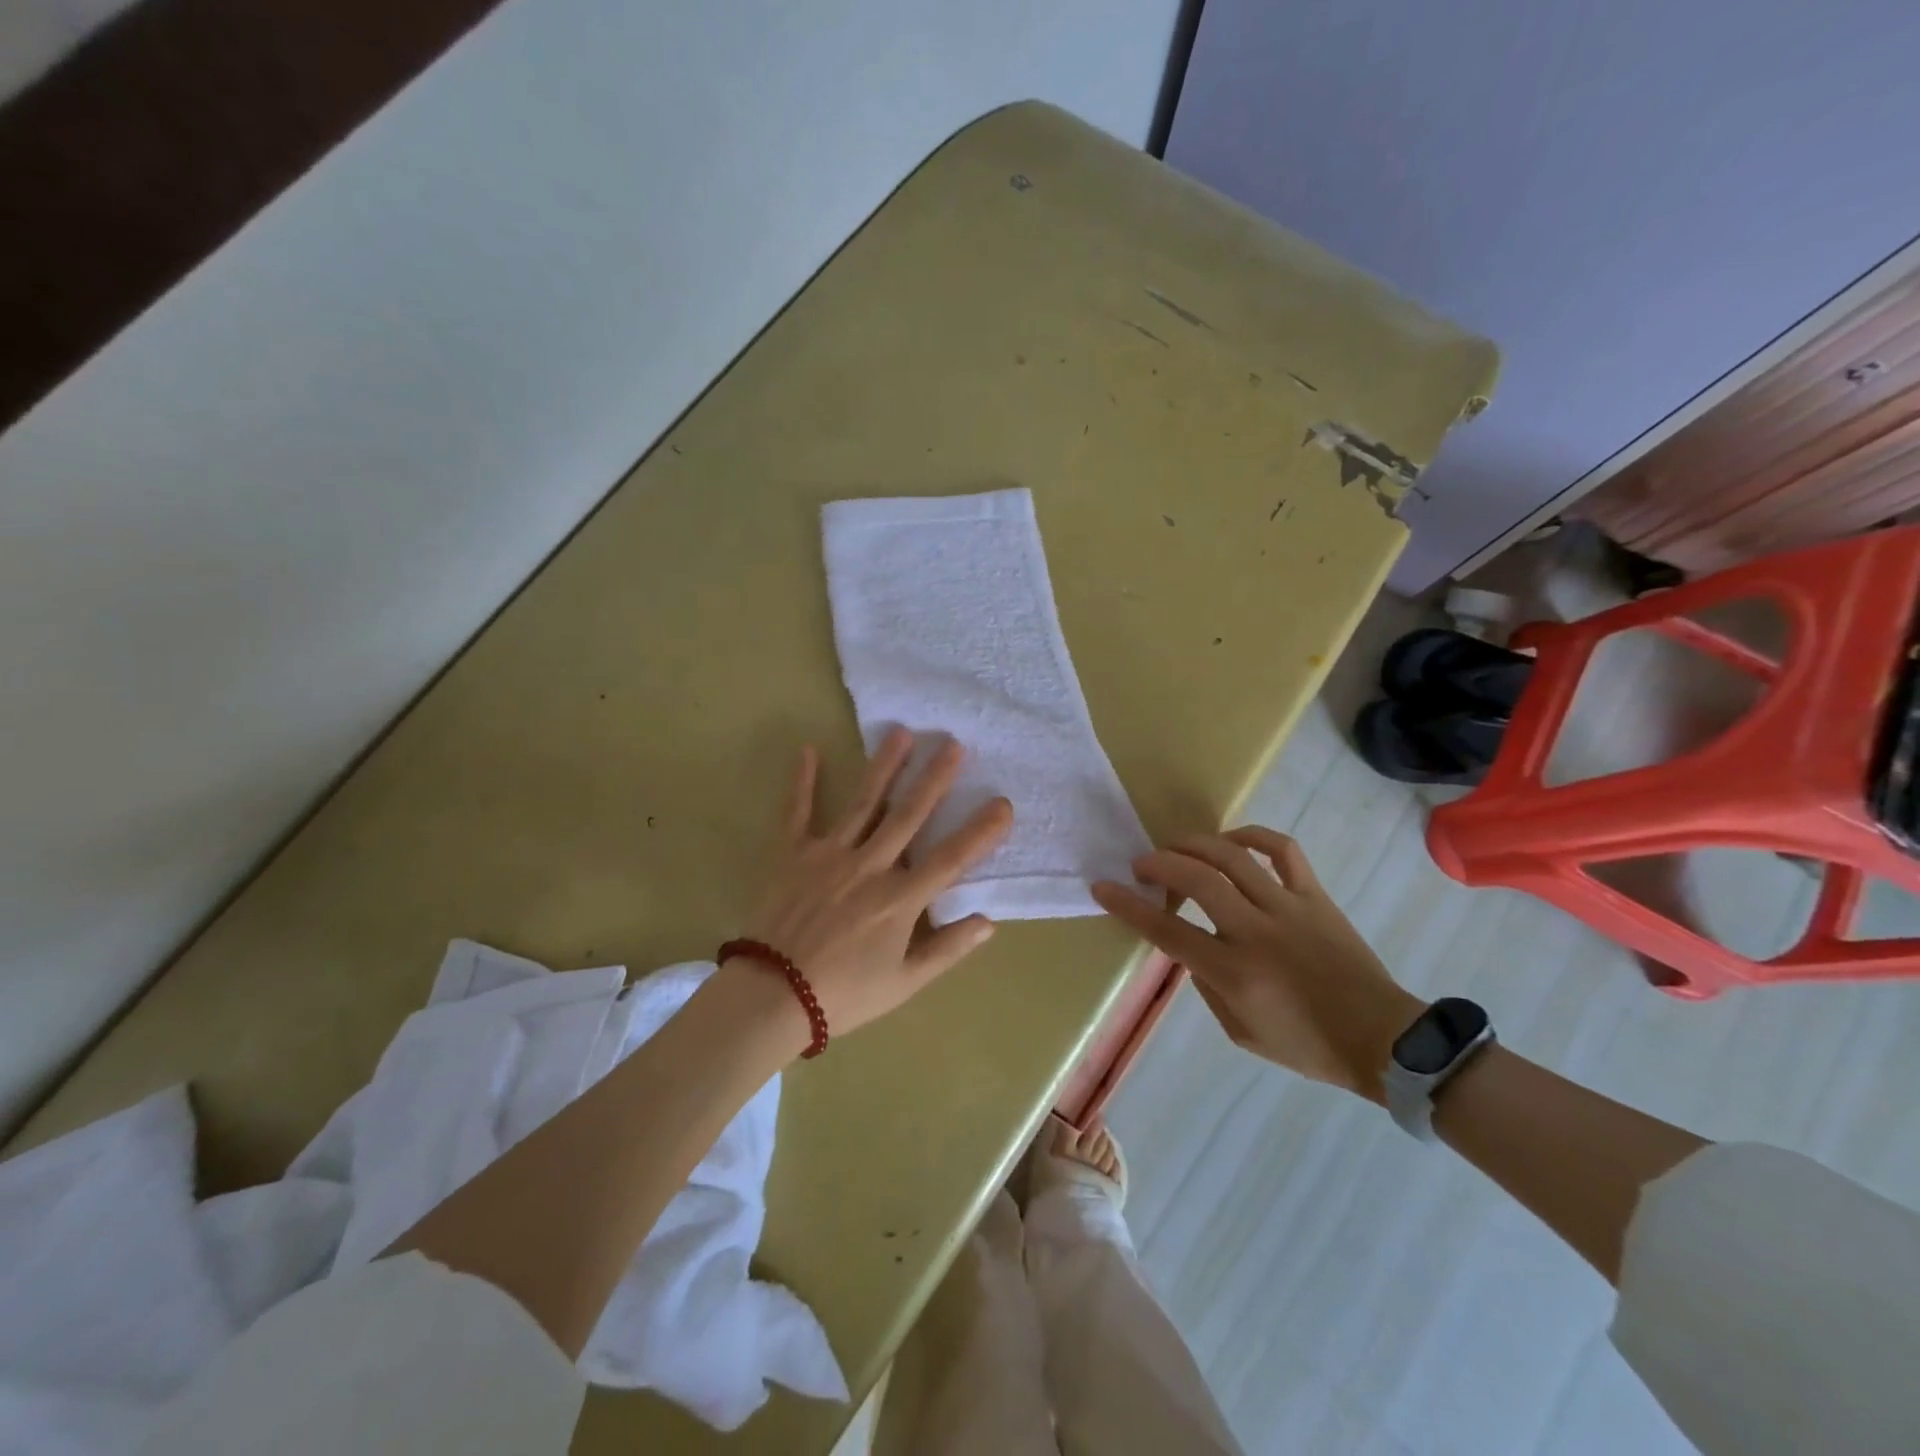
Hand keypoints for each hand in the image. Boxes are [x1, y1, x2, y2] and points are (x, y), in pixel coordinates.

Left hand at [729, 727, 1012, 1048]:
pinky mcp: (792, 854)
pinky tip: (808, 750)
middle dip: (934, 779)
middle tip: (953, 743)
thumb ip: (947, 949)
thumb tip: (988, 921)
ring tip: (901, 732)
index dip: (981, 831)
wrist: (772, 997)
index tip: (1003, 803)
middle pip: (909, 816)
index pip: (951, 859)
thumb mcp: (904, 983)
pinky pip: (797, 812)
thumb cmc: (844, 994)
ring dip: (884, 766)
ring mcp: (829, 854)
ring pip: (863, 802)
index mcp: (900, 899)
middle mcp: (869, 866)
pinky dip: (801, 781)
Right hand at [1092, 827, 1422, 1102]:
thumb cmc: (1308, 1046)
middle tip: (1141, 865)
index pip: (1167, 930)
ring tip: (1177, 848)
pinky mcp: (1315, 896)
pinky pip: (1283, 850)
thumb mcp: (1241, 1032)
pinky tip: (1232, 840)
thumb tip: (1191, 947)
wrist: (1383, 1040)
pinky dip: (1252, 835)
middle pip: (1196, 878)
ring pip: (1232, 856)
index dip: (1128, 906)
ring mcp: (1288, 907)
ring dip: (1194, 844)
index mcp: (1234, 972)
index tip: (1103, 887)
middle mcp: (1256, 931)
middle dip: (1158, 863)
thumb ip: (1207, 986)